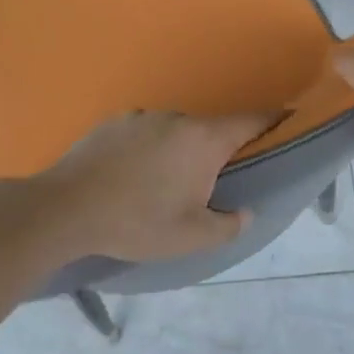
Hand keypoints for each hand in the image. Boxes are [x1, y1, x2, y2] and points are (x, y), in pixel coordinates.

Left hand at [25, 111, 276, 261]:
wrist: (65, 209)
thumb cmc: (137, 222)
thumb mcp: (191, 237)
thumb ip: (229, 224)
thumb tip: (245, 212)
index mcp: (203, 140)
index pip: (251, 120)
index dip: (274, 120)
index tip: (288, 120)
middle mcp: (176, 119)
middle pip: (210, 130)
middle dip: (217, 152)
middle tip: (210, 184)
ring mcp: (141, 117)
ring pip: (174, 133)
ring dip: (179, 152)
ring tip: (162, 186)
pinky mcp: (112, 123)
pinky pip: (143, 134)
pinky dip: (148, 151)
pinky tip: (131, 178)